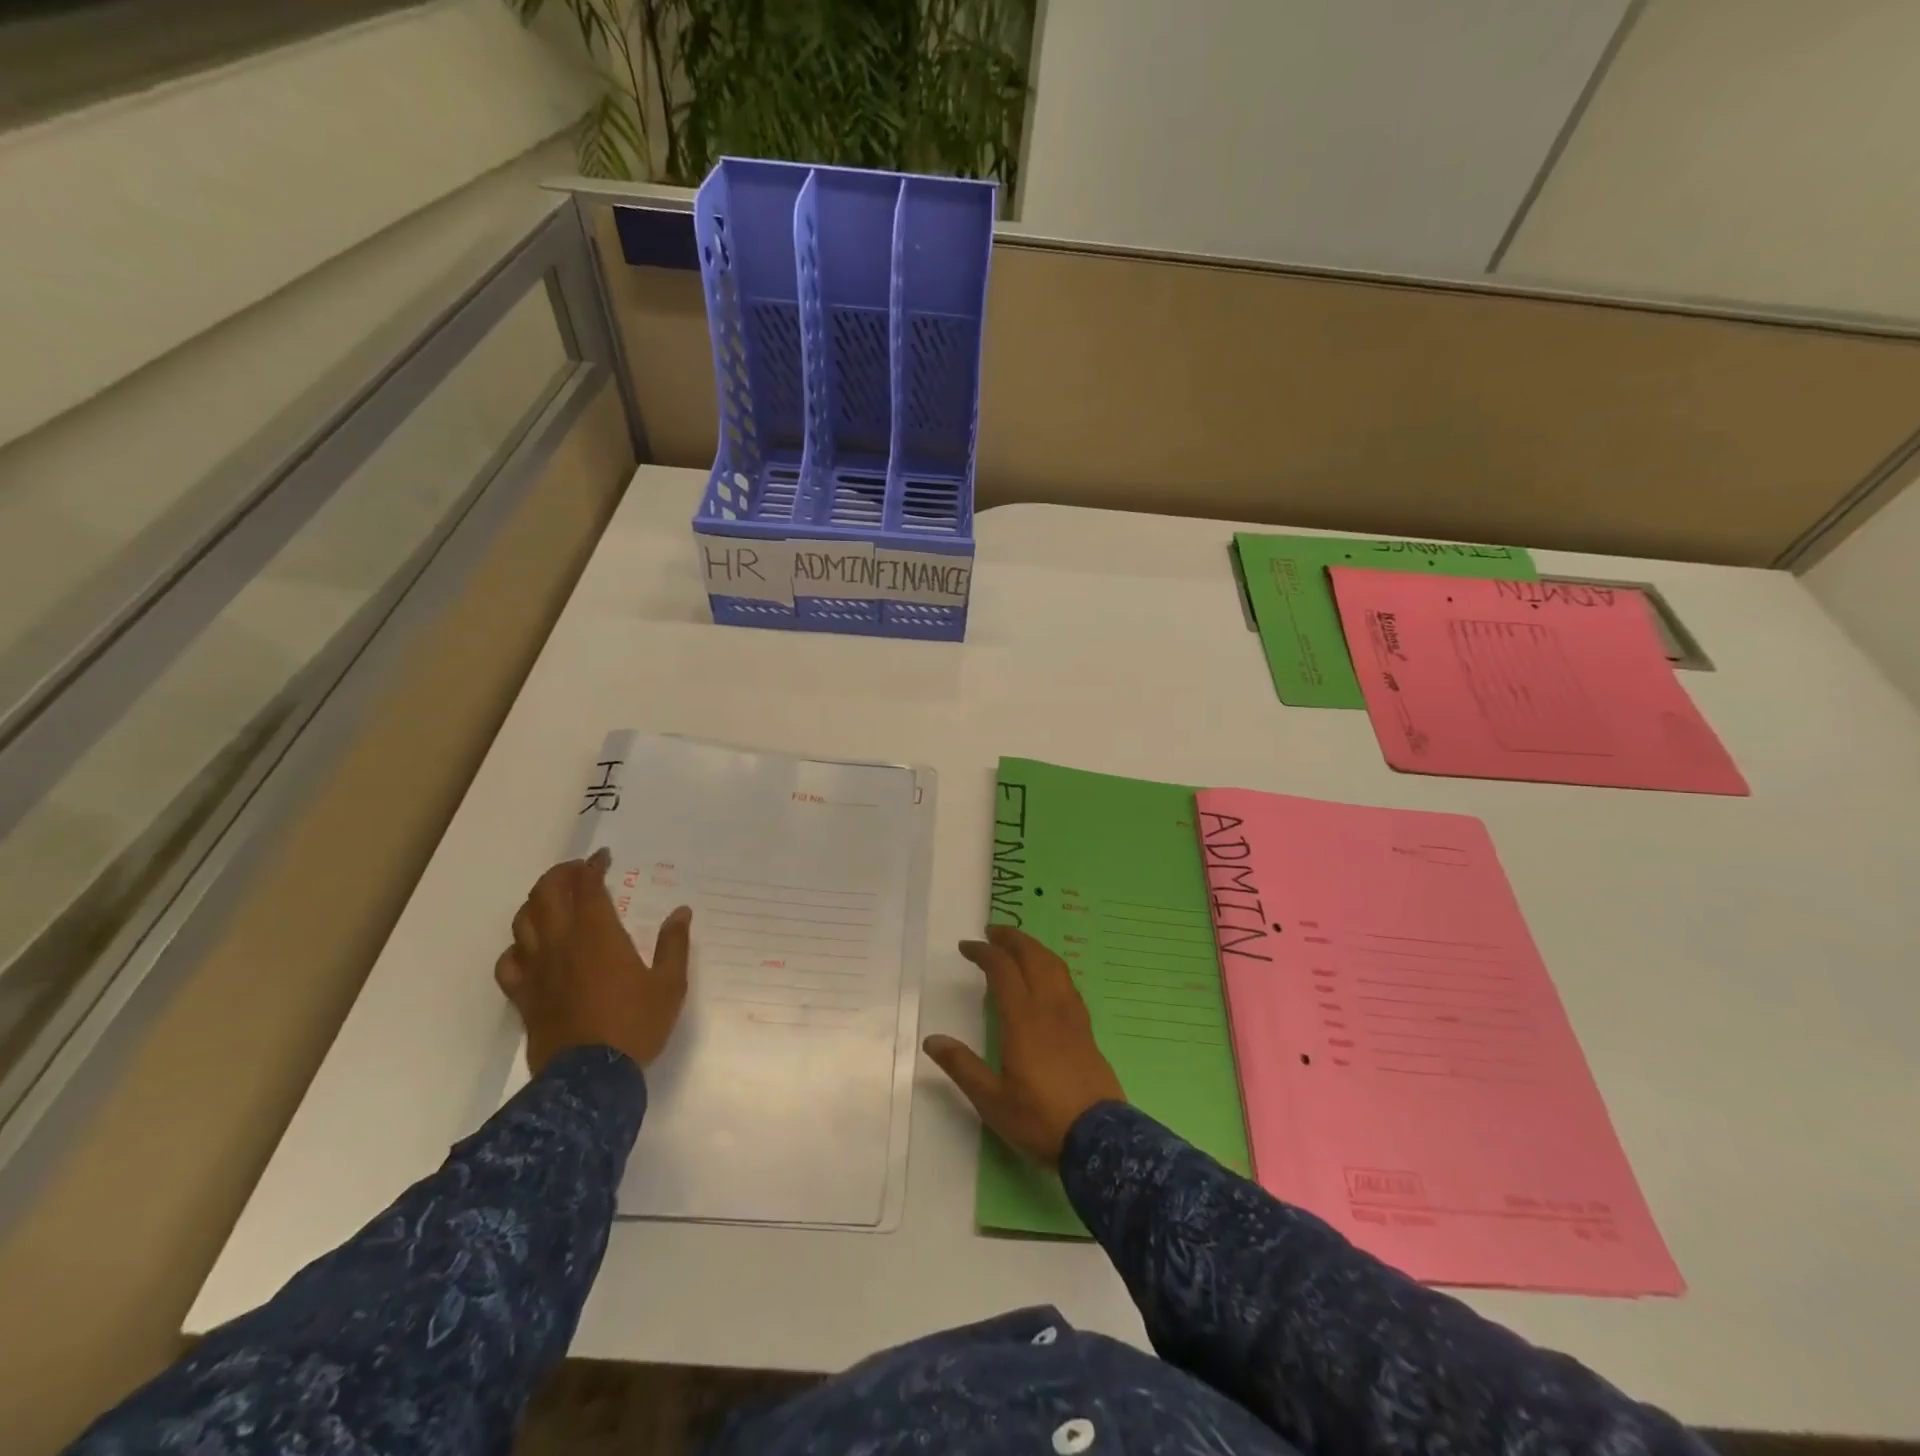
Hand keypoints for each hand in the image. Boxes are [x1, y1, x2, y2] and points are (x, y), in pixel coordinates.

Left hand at [495, 849, 691, 1075]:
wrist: (590, 1078)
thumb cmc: (636, 1024)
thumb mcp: (670, 984)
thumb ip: (674, 944)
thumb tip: (681, 912)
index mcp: (598, 934)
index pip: (587, 886)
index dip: (593, 866)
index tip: (603, 858)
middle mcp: (561, 943)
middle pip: (545, 894)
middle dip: (560, 875)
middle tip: (577, 872)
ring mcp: (537, 969)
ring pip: (522, 921)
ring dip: (537, 903)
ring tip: (553, 902)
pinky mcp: (523, 995)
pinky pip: (508, 962)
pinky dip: (517, 947)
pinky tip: (530, 949)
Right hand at [924, 924, 1124, 1165]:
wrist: (1099, 1139)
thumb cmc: (1039, 1118)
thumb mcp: (991, 1100)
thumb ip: (962, 1066)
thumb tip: (932, 1040)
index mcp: (1022, 1019)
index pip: (1002, 969)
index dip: (984, 952)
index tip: (966, 946)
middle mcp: (1049, 1007)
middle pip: (1032, 956)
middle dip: (1011, 939)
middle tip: (992, 932)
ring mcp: (1072, 1016)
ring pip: (1054, 965)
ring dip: (1034, 948)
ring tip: (1018, 947)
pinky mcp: (1086, 1029)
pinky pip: (1067, 983)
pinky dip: (1051, 967)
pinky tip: (1046, 978)